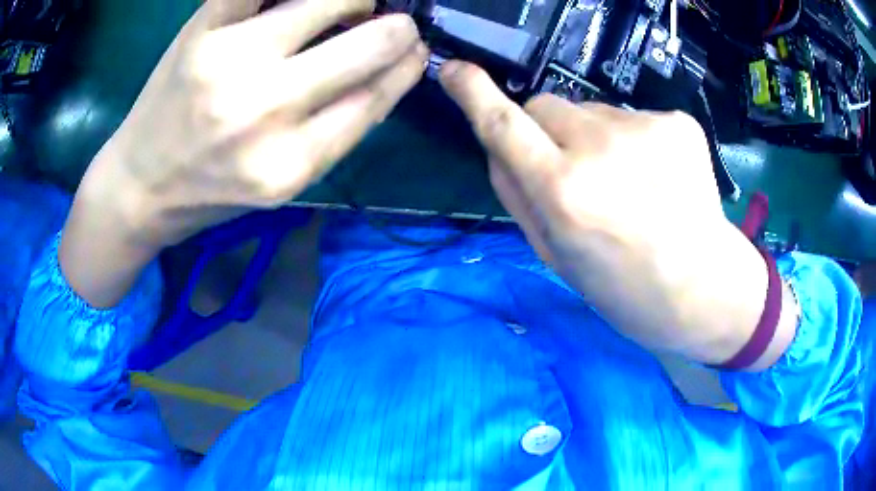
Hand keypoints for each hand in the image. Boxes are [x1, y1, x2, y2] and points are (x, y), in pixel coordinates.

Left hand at [63, 0, 427, 306]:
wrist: (140, 185)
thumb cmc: (211, 191)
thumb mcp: (283, 182)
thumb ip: (339, 129)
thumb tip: (392, 68)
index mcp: (291, 163)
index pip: (379, 95)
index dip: (408, 64)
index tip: (415, 48)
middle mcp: (265, 110)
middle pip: (370, 42)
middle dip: (395, 26)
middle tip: (387, 21)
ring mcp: (229, 61)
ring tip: (345, 5)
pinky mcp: (201, 29)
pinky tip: (294, 2)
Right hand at [441, 62, 794, 367]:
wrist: (705, 289)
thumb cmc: (625, 289)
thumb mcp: (556, 257)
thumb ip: (518, 197)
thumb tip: (498, 147)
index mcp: (564, 192)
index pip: (504, 125)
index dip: (474, 94)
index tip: (454, 70)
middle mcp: (601, 148)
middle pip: (546, 105)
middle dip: (546, 131)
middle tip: (576, 173)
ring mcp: (645, 127)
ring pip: (591, 111)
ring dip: (594, 138)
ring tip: (629, 184)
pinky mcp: (677, 122)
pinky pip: (633, 117)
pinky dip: (633, 141)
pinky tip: (657, 177)